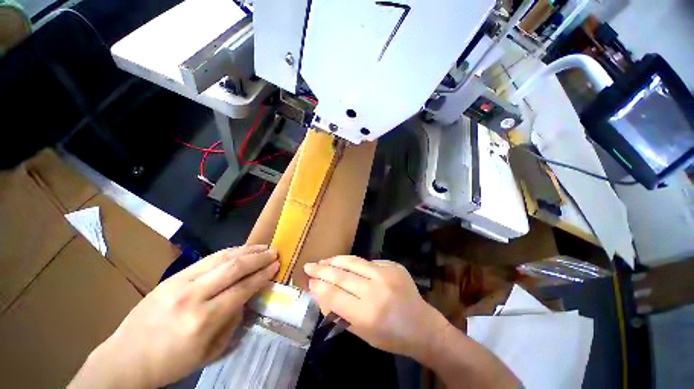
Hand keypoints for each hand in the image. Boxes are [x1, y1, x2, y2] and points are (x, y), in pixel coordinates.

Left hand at [69, 245, 278, 388]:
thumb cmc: (171, 363)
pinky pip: (207, 259)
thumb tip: (245, 297)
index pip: (243, 288)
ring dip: (246, 250)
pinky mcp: (172, 277)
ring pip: (221, 258)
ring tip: (262, 246)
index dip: (263, 274)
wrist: (126, 359)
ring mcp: (180, 283)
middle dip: (259, 257)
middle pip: (234, 267)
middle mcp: (193, 296)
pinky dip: (228, 252)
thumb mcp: (211, 352)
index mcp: (203, 320)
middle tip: (274, 251)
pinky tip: (239, 250)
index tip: (277, 265)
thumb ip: (233, 321)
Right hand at [304, 256, 448, 358]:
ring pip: (354, 262)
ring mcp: (386, 274)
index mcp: (367, 313)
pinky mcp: (393, 265)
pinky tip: (346, 265)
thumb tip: (320, 293)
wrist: (422, 325)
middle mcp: (376, 290)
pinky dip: (354, 264)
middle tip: (309, 265)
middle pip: (342, 275)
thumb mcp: (362, 333)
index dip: (319, 287)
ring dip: (336, 260)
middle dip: (322, 270)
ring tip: (324, 261)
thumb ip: (339, 313)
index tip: (309, 281)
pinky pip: (368, 262)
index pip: (335, 295)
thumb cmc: (391, 337)